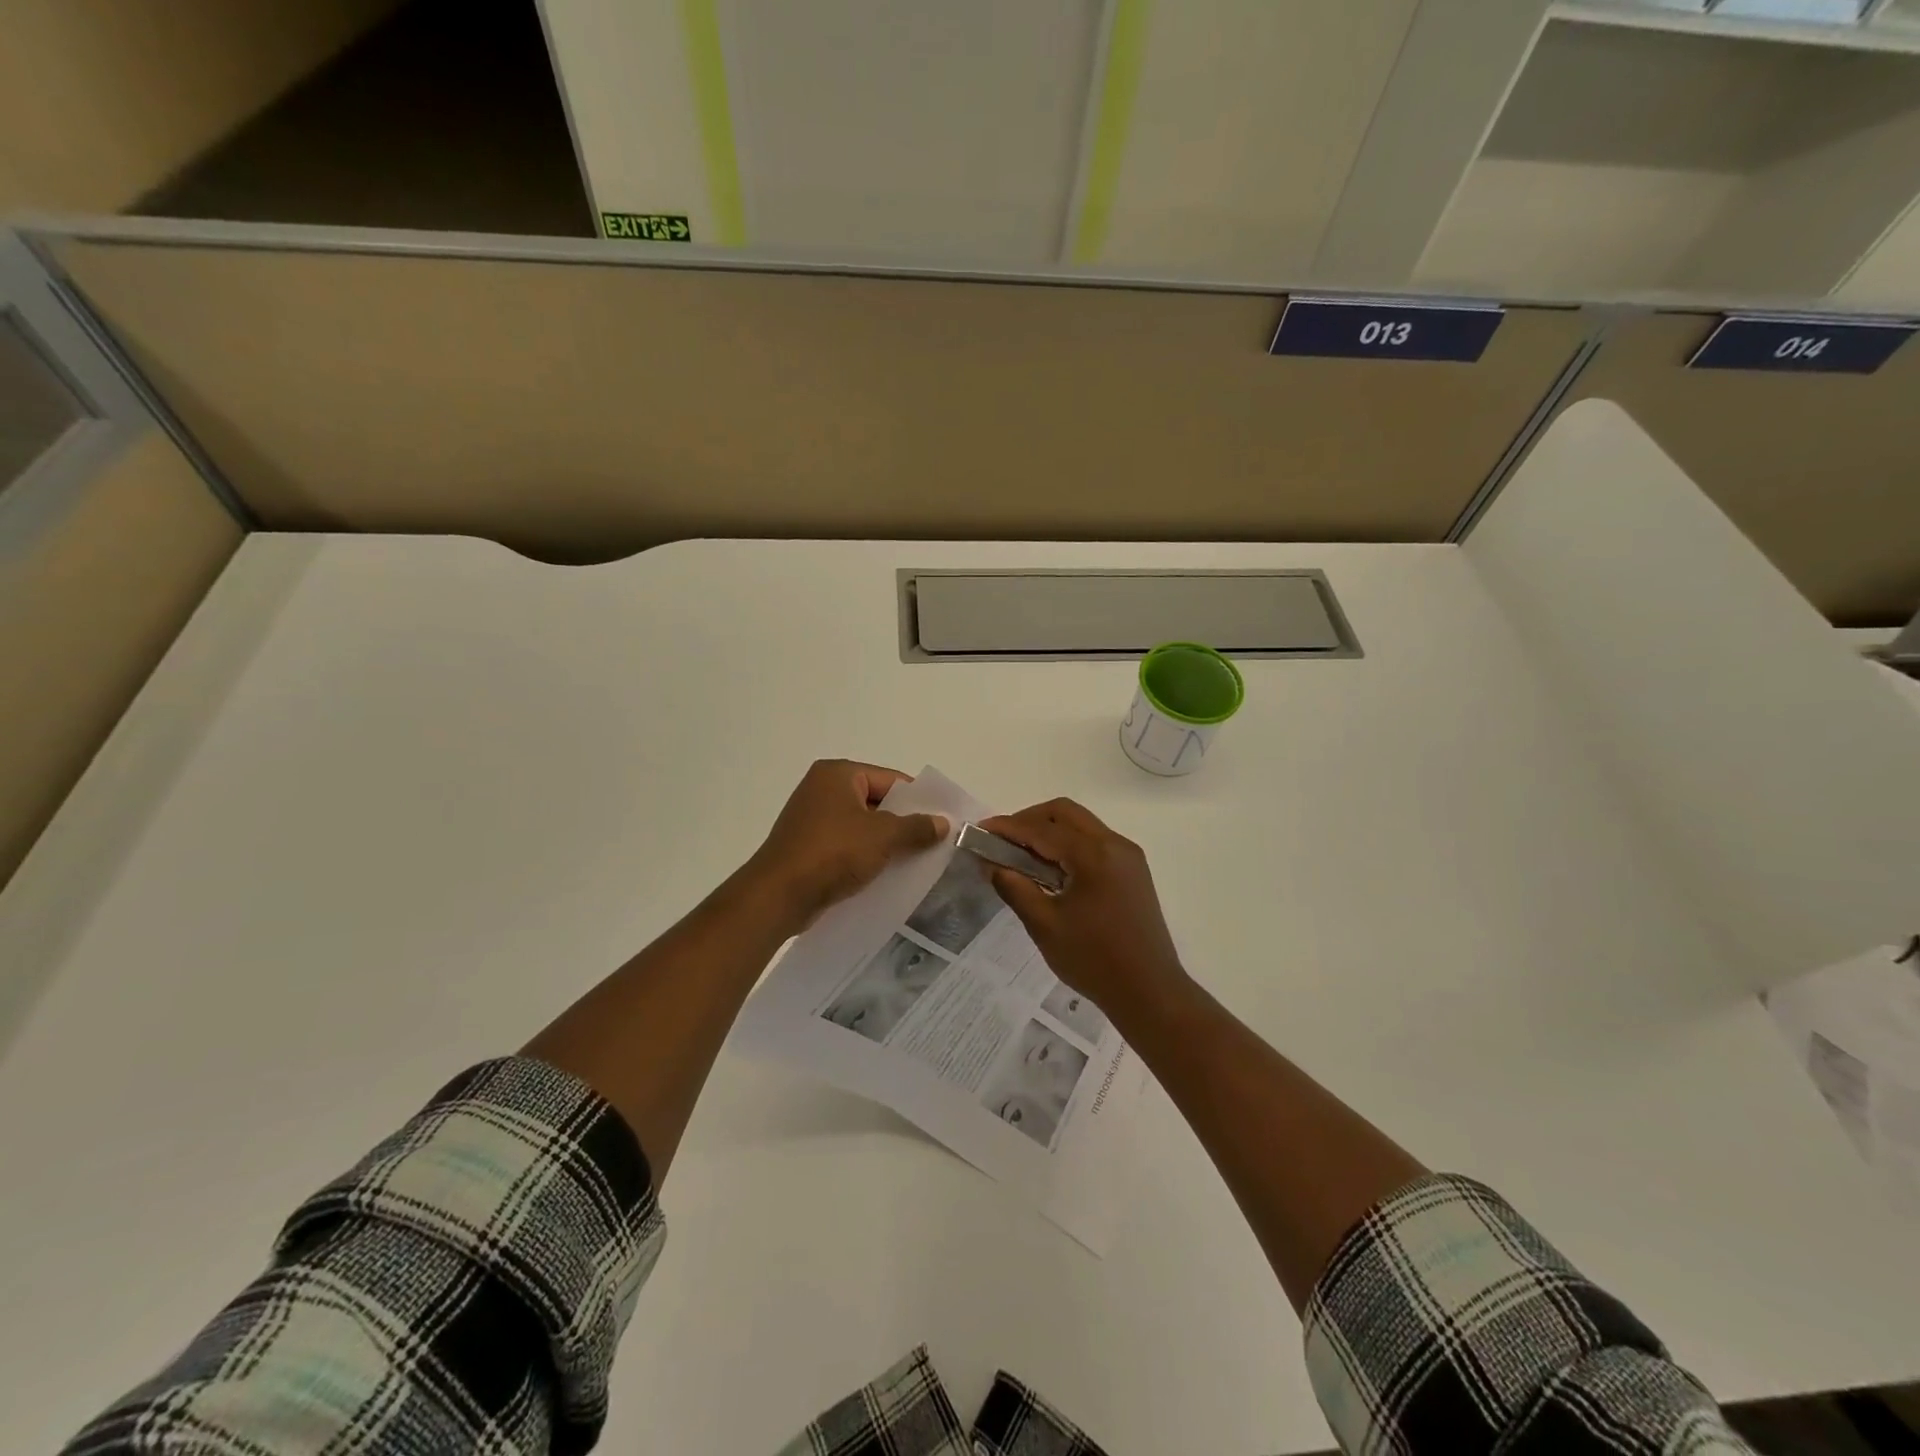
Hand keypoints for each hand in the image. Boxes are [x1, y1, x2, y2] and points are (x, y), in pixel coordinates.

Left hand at [744, 760, 948, 930]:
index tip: (944, 821)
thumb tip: (943, 823)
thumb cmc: (832, 853)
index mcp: (838, 774)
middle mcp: (823, 789)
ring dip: (887, 843)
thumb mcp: (883, 837)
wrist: (779, 896)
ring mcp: (813, 819)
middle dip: (905, 823)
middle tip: (936, 843)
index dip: (919, 800)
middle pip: (878, 802)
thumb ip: (916, 827)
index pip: (891, 779)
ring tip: (918, 862)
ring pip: (864, 827)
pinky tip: (888, 875)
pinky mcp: (809, 847)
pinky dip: (867, 857)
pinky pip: (848, 846)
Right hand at [980, 799, 1187, 1012]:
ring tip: (1021, 854)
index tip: (980, 830)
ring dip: (1050, 830)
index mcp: (1094, 855)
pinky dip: (1068, 844)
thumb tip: (990, 863)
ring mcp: (1128, 856)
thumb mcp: (1045, 925)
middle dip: (1029, 819)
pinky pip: (1095, 841)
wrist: (1149, 992)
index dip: (1008, 827)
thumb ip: (1015, 888)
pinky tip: (1050, 867)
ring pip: (1081, 824)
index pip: (1042, 829)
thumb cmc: (1093, 960)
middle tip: (1002, 840)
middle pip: (1065, 813)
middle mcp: (1114, 844)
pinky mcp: (1133, 870)